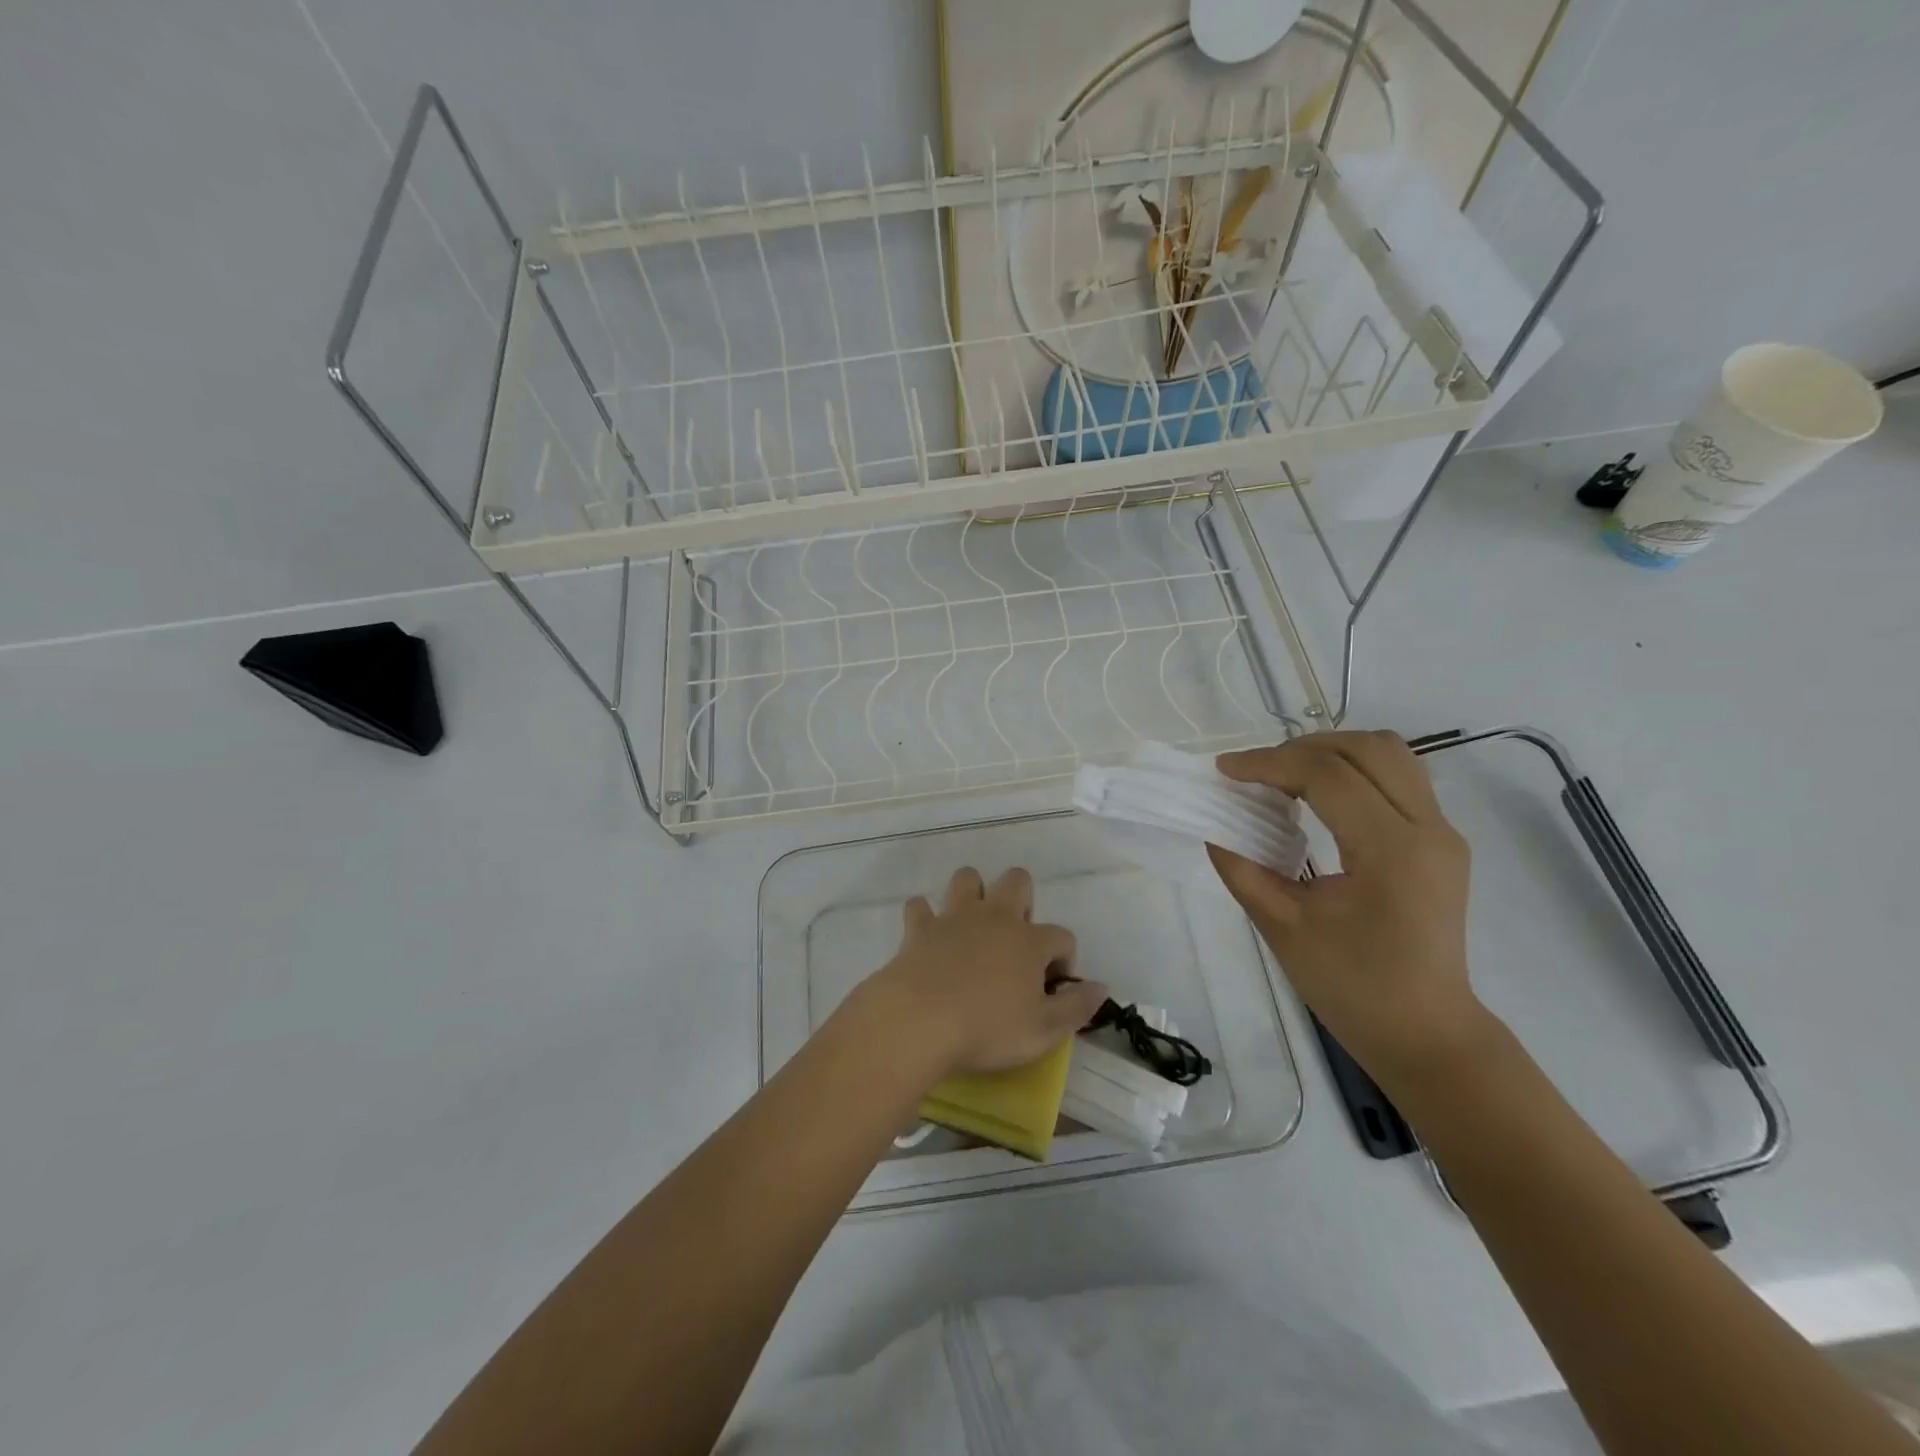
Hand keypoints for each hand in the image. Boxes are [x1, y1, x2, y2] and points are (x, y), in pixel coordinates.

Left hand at [849, 867, 1108, 1080]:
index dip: (1065, 959)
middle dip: (1022, 900)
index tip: (1053, 988)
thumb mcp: (1044, 1031)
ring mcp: (954, 917)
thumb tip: (1101, 987)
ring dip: (972, 894)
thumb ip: (1077, 1007)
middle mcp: (995, 917)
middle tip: (1015, 941)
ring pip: (967, 878)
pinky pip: (920, 906)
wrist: (920, 1021)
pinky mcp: (920, 927)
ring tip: (973, 926)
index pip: (1062, 936)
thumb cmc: (988, 1028)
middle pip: (1017, 881)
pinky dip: (925, 916)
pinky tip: (927, 935)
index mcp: (1029, 941)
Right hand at [1209, 731, 1489, 1084]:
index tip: (1224, 770)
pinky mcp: (1442, 842)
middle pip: (1367, 748)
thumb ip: (1242, 867)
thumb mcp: (1282, 927)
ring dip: (1332, 752)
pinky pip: (1398, 778)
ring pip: (1390, 754)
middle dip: (1301, 748)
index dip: (1269, 763)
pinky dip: (1353, 771)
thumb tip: (1214, 823)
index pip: (1327, 775)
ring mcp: (1443, 833)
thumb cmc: (1352, 987)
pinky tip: (1318, 798)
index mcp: (1391, 852)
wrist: (1426, 1034)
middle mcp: (1428, 829)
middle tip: (1255, 772)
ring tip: (1285, 776)